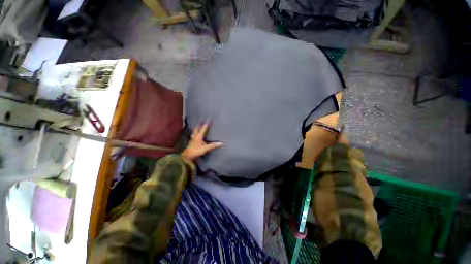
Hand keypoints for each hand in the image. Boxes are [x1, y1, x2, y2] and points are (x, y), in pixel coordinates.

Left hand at [181, 123, 222, 161]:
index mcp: (199, 136)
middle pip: (196, 128)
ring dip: (196, 128)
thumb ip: (213, 145)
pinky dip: (195, 133)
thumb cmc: (196, 151)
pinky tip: (196, 134)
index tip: (208, 119)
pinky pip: (193, 135)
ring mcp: (192, 139)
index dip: (206, 124)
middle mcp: (195, 136)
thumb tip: (221, 143)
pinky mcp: (191, 142)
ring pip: (194, 131)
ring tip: (198, 126)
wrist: (187, 156)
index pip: (203, 128)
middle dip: (199, 124)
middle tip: (201, 120)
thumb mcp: (205, 148)